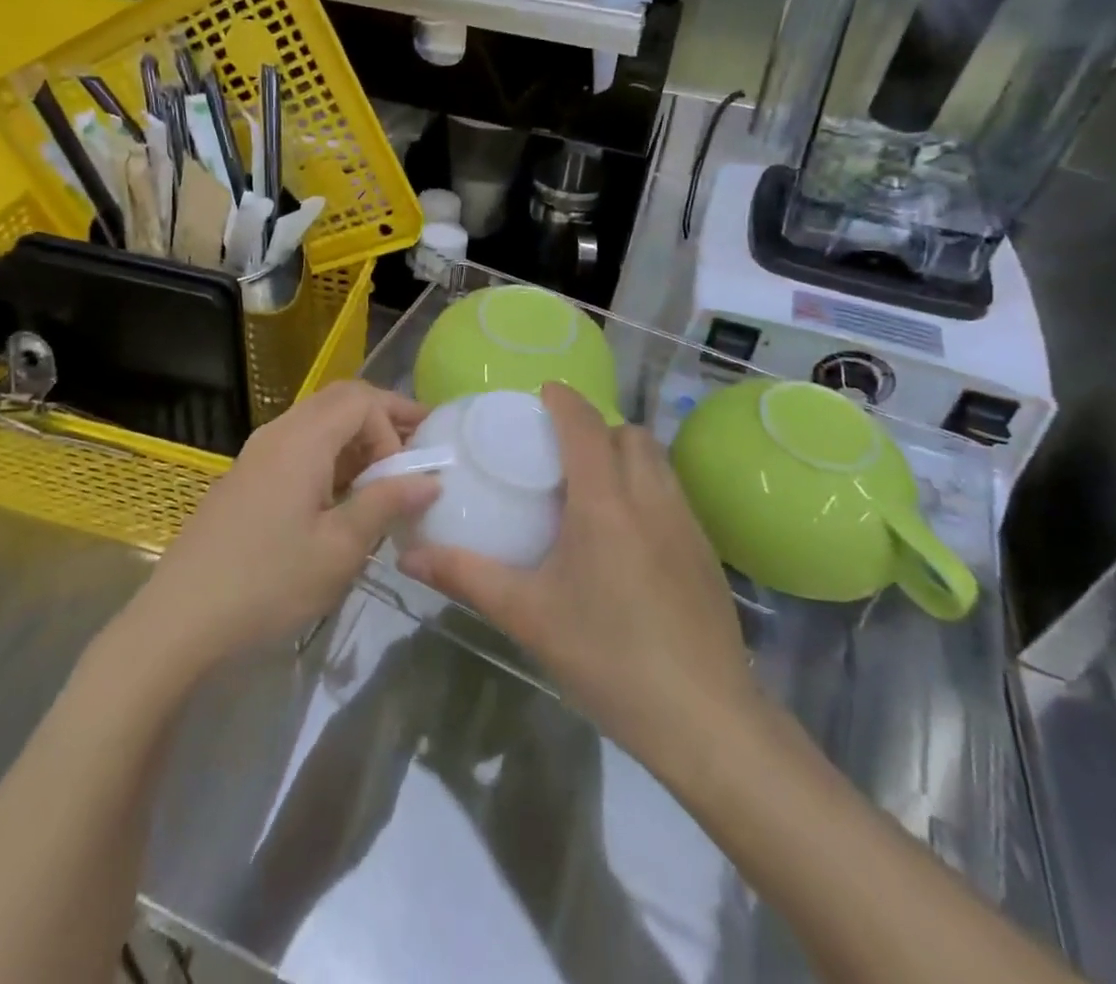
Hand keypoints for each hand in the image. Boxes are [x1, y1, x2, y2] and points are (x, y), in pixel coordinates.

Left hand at [136, 381, 436, 674]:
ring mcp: (257, 454)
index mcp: (302, 440)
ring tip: (387, 471)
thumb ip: (385, 504)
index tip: (402, 476)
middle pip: (339, 400)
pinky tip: (343, 492)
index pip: (361, 400)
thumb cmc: (268, 583)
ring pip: (317, 421)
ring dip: (356, 436)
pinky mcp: (247, 478)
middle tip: (418, 442)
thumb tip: (429, 480)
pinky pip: (298, 445)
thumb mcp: (339, 549)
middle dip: (382, 416)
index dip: (392, 427)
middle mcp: (278, 433)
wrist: (179, 620)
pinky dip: (331, 454)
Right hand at [398, 384, 766, 771]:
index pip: (585, 425)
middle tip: (560, 452)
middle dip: (595, 427)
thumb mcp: (528, 616)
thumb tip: (409, 558)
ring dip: (625, 454)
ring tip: (592, 488)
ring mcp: (686, 524)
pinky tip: (626, 535)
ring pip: (657, 461)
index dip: (563, 400)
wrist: (706, 721)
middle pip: (628, 434)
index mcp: (605, 502)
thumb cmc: (609, 657)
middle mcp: (650, 498)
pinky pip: (672, 493)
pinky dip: (646, 487)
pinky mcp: (706, 553)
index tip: (541, 394)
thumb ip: (466, 577)